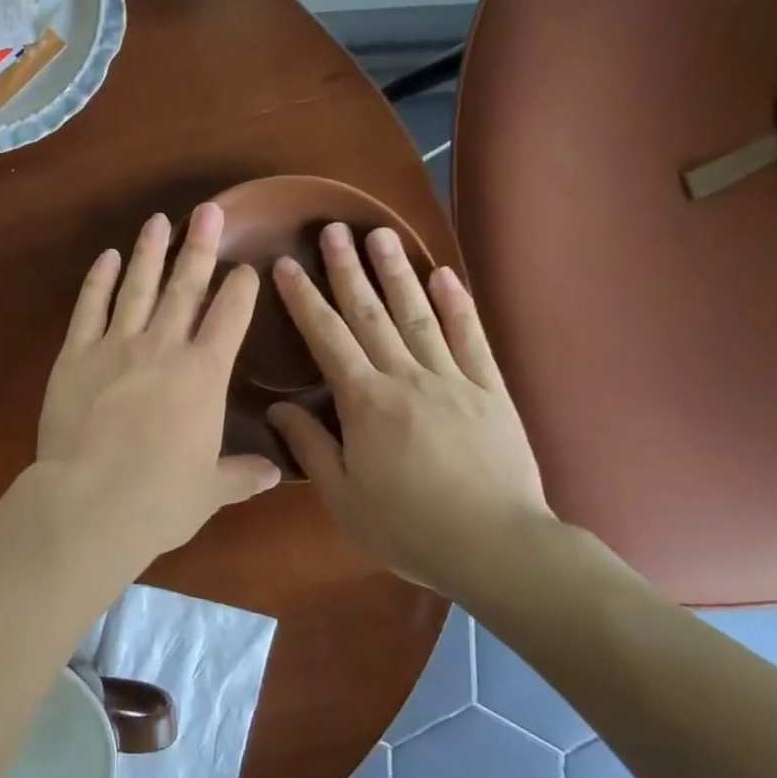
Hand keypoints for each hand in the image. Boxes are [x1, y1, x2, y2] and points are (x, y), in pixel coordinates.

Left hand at [35, 203, 281, 565]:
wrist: (89, 502)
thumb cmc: (158, 500)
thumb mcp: (211, 491)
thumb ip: (243, 475)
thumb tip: (276, 472)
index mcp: (203, 375)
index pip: (230, 318)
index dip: (241, 289)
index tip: (246, 267)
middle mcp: (163, 347)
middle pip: (186, 287)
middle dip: (200, 246)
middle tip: (209, 210)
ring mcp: (115, 345)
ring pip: (138, 287)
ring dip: (150, 252)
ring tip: (159, 220)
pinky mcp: (75, 354)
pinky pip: (90, 307)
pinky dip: (98, 280)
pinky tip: (106, 257)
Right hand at [268, 223, 553, 594]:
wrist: (498, 548)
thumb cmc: (409, 527)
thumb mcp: (343, 496)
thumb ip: (310, 447)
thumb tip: (278, 409)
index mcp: (365, 401)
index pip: (325, 338)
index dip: (303, 298)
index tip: (286, 264)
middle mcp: (406, 377)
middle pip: (370, 313)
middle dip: (347, 269)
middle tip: (334, 229)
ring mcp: (452, 379)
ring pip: (418, 315)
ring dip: (397, 272)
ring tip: (381, 235)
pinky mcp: (490, 391)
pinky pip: (471, 338)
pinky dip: (457, 305)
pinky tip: (445, 275)